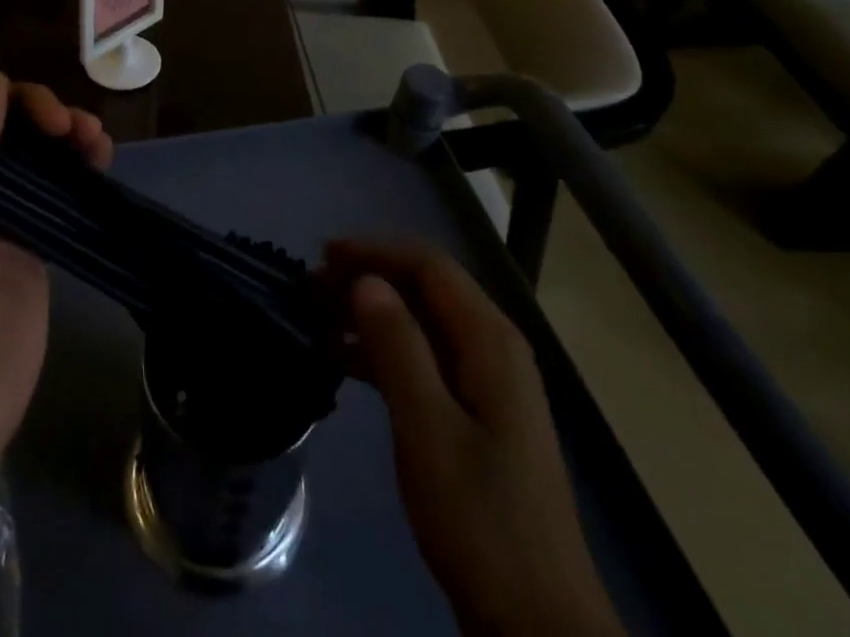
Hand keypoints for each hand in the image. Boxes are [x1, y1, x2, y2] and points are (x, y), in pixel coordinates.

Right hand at [327, 240, 622, 636]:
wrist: (536, 622)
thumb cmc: (480, 517)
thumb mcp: (428, 428)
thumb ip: (398, 346)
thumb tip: (366, 280)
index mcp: (490, 339)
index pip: (429, 265)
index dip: (375, 250)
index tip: (323, 254)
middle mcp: (492, 347)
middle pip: (425, 288)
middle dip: (369, 277)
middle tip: (313, 286)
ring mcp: (485, 382)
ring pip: (420, 323)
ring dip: (371, 314)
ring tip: (318, 317)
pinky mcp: (474, 414)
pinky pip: (423, 359)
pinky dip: (382, 351)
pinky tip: (342, 360)